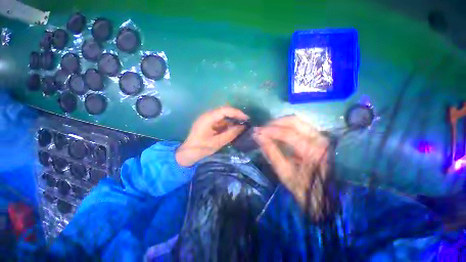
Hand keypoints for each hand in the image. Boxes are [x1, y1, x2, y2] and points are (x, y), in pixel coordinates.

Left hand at [176, 106, 248, 166]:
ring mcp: (208, 118)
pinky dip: (227, 123)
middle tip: (245, 121)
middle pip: (224, 111)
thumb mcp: (218, 142)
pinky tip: (233, 128)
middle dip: (235, 115)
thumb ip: (231, 134)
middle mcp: (208, 115)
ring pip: (223, 115)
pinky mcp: (208, 123)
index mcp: (208, 118)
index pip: (225, 110)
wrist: (188, 153)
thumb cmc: (201, 148)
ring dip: (232, 119)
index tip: (246, 118)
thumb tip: (242, 127)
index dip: (236, 113)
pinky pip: (220, 120)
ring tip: (241, 125)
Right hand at [253, 115, 331, 220]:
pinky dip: (287, 126)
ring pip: (298, 121)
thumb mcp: (284, 173)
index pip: (287, 133)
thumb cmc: (303, 188)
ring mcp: (320, 136)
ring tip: (268, 129)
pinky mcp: (318, 137)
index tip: (256, 131)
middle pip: (294, 121)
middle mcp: (319, 139)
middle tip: (262, 129)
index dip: (269, 131)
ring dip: (280, 123)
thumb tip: (258, 137)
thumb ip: (271, 152)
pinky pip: (300, 125)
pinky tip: (278, 131)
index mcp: (312, 150)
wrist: (323, 196)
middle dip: (275, 123)